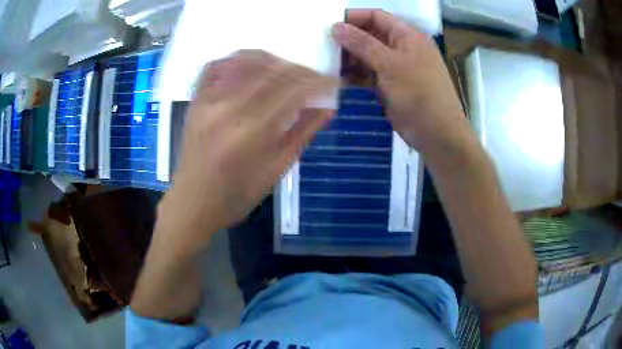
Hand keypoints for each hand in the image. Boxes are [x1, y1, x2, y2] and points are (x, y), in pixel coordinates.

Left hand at [157, 50, 336, 254]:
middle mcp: (227, 110)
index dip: (317, 83)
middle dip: (300, 70)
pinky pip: (215, 66)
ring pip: (244, 62)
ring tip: (288, 68)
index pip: (292, 92)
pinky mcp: (195, 101)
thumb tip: (328, 108)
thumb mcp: (275, 171)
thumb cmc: (236, 196)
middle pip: (271, 73)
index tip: (333, 82)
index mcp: (251, 133)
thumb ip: (301, 135)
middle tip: (315, 77)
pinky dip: (237, 59)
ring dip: (273, 60)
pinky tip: (252, 64)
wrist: (191, 203)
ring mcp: (207, 101)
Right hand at [332, 10, 471, 156]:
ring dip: (349, 58)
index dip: (353, 17)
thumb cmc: (419, 95)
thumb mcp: (390, 65)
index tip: (328, 25)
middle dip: (348, 39)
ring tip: (326, 62)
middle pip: (370, 35)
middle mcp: (402, 48)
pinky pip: (370, 74)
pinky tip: (339, 78)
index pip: (377, 17)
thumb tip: (336, 26)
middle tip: (322, 46)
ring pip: (368, 55)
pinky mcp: (391, 85)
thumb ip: (362, 44)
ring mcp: (396, 67)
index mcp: (408, 36)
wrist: (437, 134)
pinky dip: (355, 75)